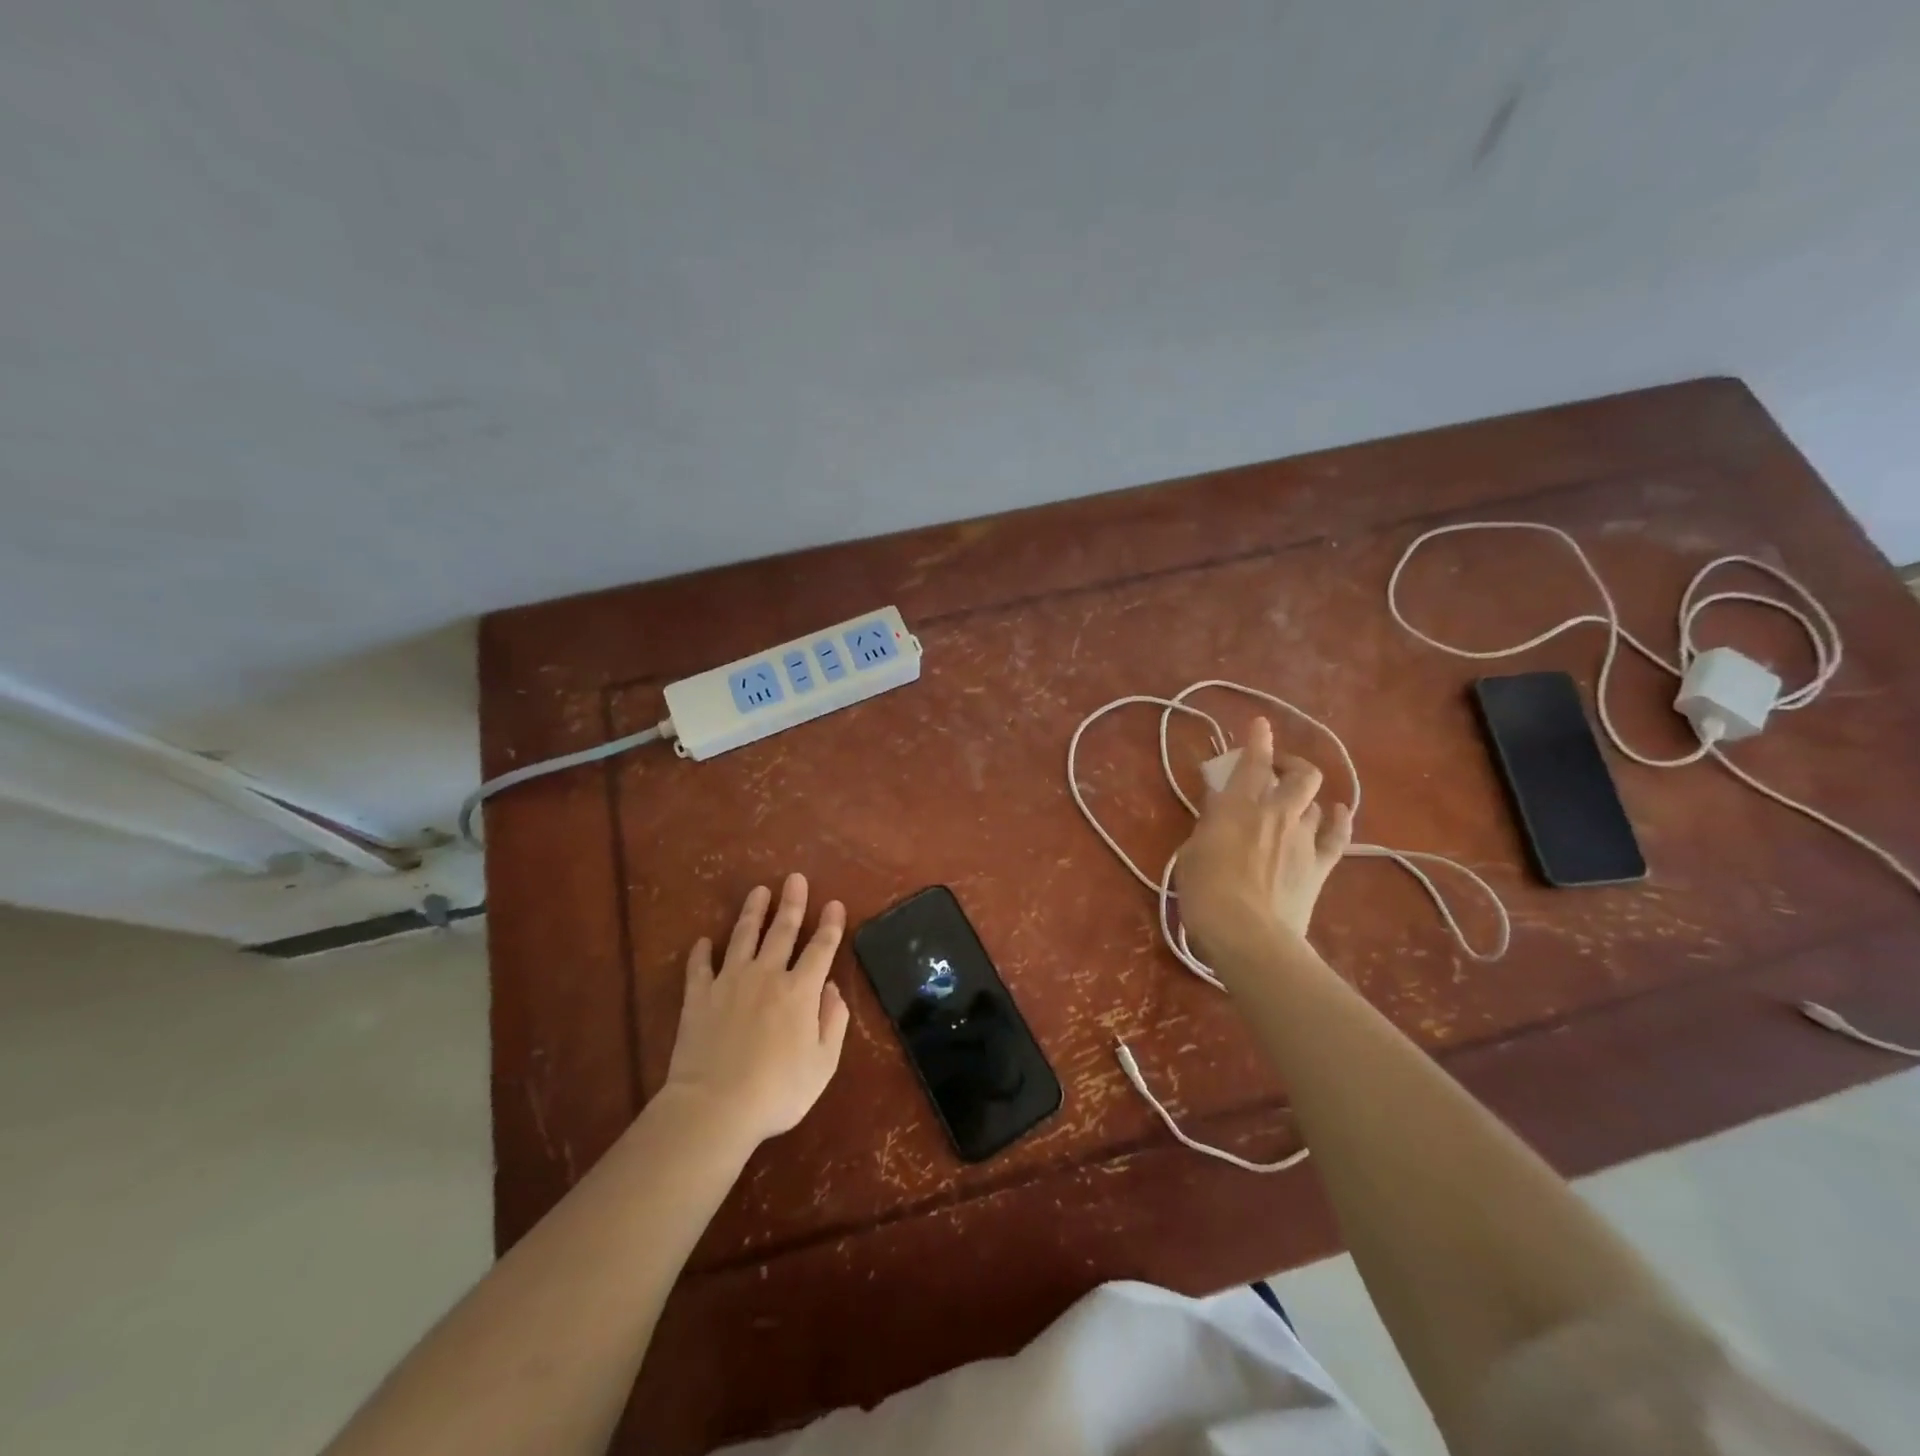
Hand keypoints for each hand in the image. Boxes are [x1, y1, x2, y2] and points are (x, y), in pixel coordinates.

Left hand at [660, 873, 851, 1145]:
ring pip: (742, 937)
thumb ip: (832, 1022)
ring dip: (752, 913)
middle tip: (795, 878)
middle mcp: (767, 976)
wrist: (714, 1107)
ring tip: (759, 891)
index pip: (821, 948)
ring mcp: (729, 983)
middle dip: (792, 903)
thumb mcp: (823, 1064)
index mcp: (800, 991)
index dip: (830, 925)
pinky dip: (701, 952)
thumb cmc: (777, 1091)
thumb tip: (832, 990)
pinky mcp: (698, 997)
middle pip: (782, 931)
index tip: (834, 903)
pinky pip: (699, 967)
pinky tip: (703, 941)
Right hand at [1174, 717, 1351, 962]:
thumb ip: (1210, 823)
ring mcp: (1302, 838)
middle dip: (1291, 765)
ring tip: (1294, 802)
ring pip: (1317, 801)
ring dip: (1306, 797)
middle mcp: (1276, 812)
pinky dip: (1339, 819)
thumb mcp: (1193, 850)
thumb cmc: (1205, 890)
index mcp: (1238, 805)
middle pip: (1299, 775)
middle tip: (1277, 770)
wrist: (1247, 932)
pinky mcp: (1320, 865)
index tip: (1261, 724)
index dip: (1258, 740)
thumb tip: (1220, 807)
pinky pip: (1338, 836)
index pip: (1253, 762)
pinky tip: (1338, 811)